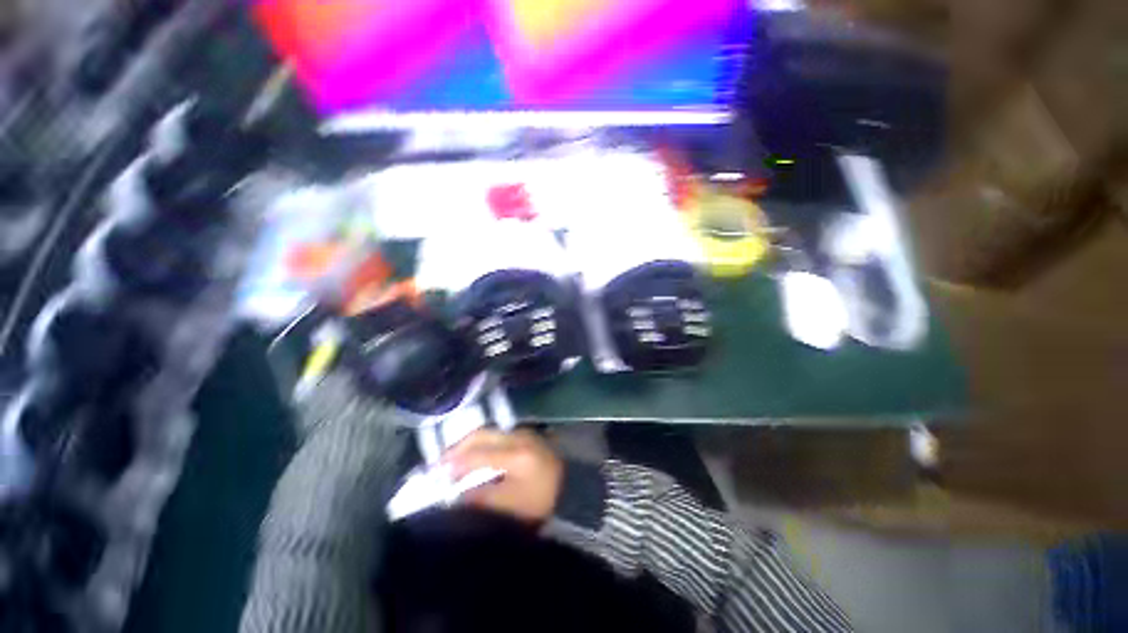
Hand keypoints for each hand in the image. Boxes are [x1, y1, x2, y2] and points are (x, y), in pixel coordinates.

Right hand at [445, 429, 563, 522]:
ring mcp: (525, 433)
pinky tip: (475, 454)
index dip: (455, 463)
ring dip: (470, 443)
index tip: (435, 473)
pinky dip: (483, 443)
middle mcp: (520, 437)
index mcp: (517, 455)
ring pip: (490, 432)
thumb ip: (480, 498)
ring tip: (454, 458)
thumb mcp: (509, 508)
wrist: (571, 493)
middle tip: (440, 462)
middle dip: (459, 446)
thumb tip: (455, 491)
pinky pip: (499, 435)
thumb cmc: (540, 504)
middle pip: (483, 434)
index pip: (478, 454)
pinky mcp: (527, 436)